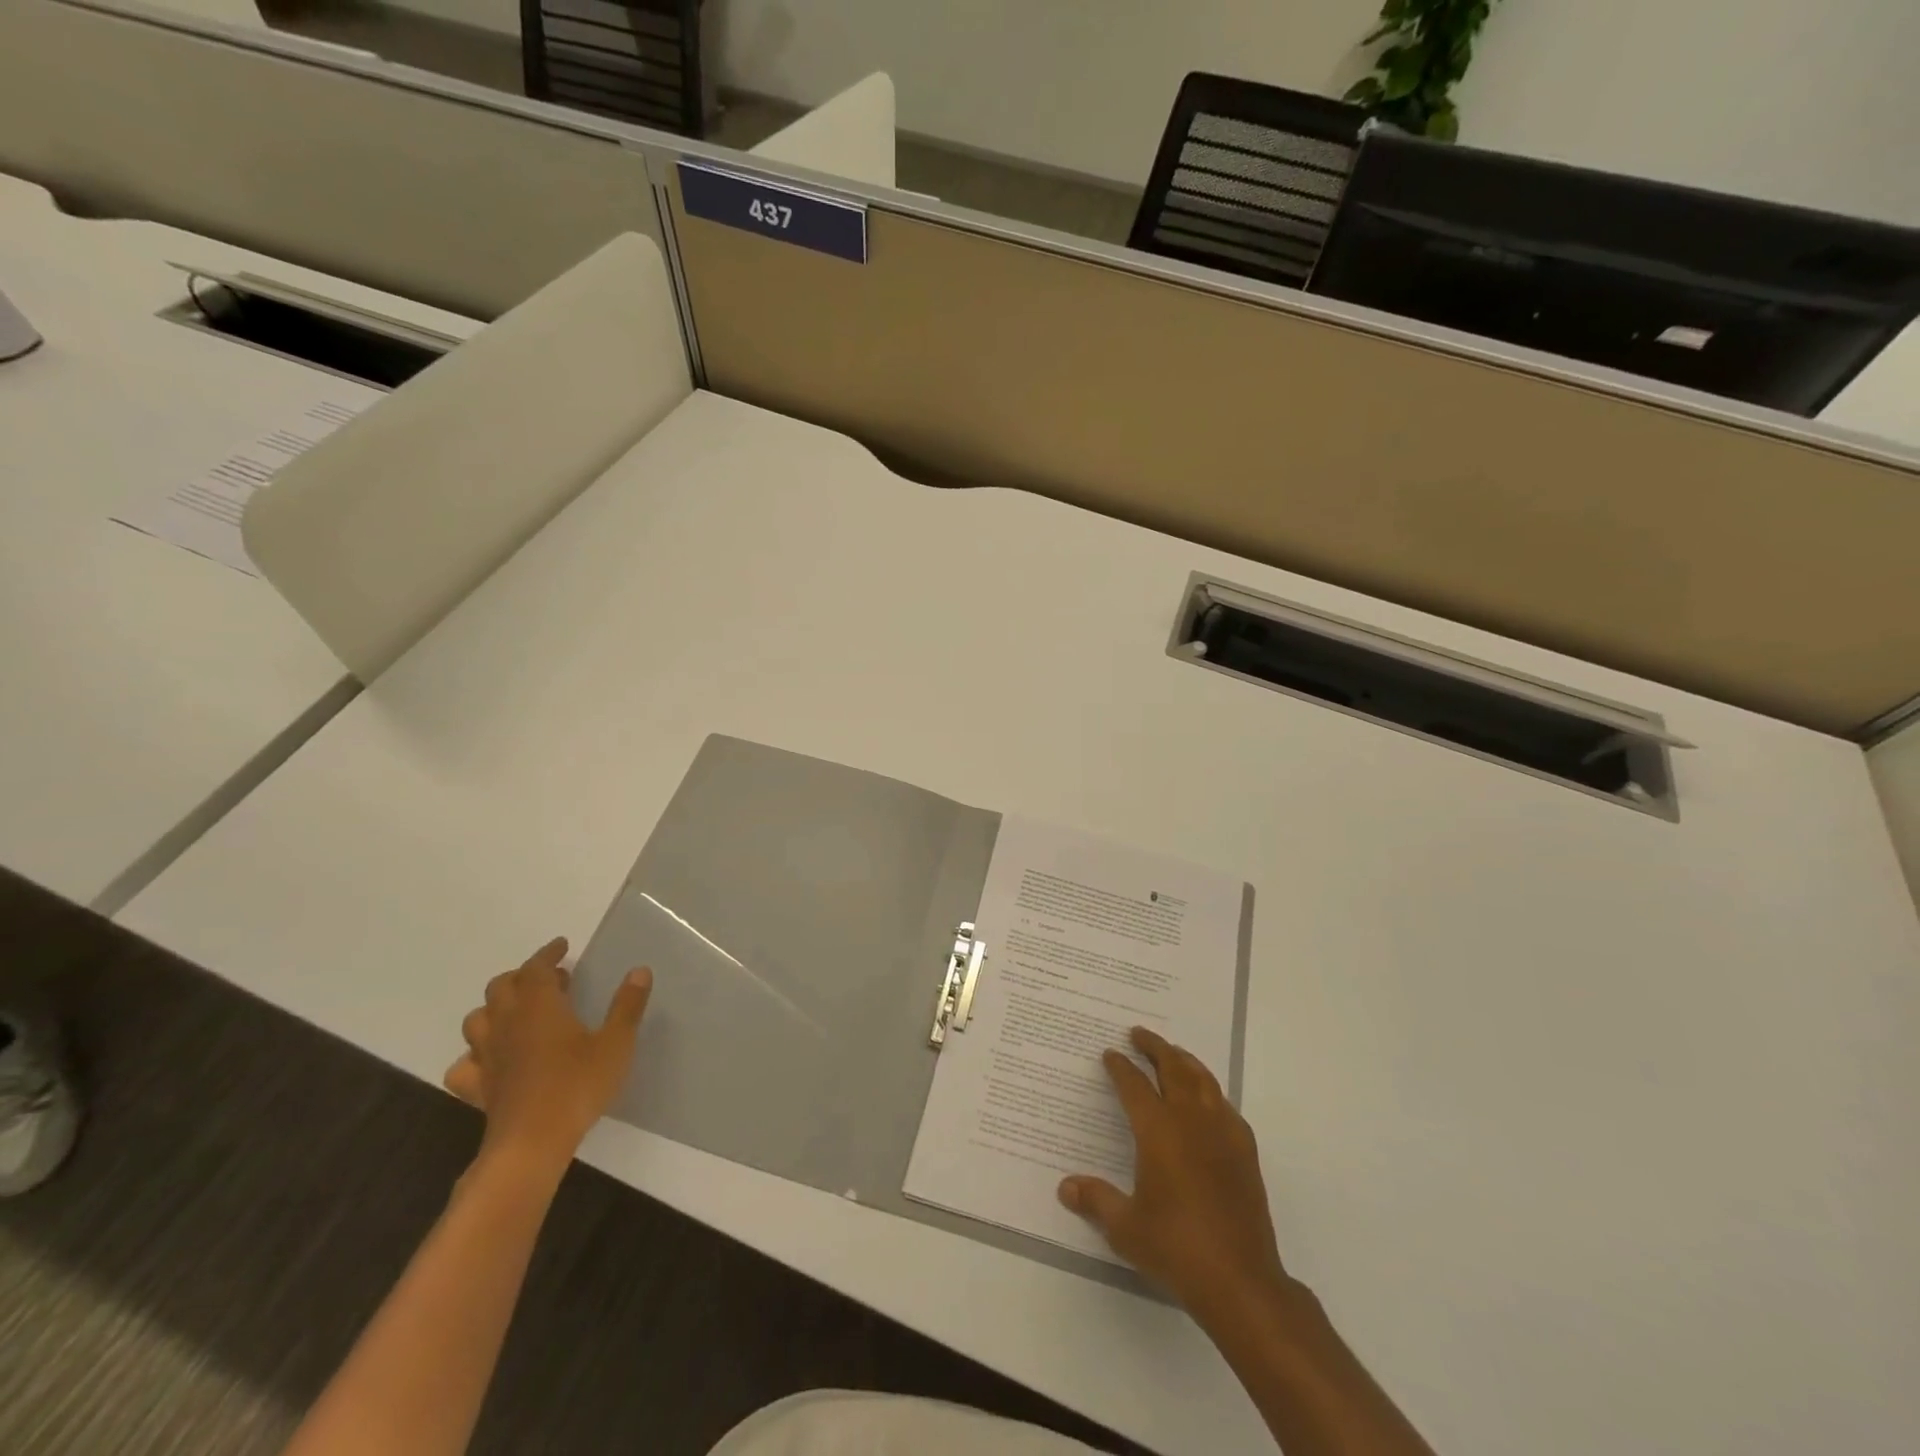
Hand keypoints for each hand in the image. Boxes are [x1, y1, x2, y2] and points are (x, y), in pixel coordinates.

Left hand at [444, 938, 651, 1173]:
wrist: (531, 1144)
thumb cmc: (578, 1085)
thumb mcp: (616, 1043)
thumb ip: (627, 1005)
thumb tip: (639, 970)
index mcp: (540, 1006)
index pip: (536, 968)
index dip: (548, 954)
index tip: (562, 946)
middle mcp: (507, 1023)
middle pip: (501, 987)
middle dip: (522, 976)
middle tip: (550, 980)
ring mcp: (487, 1057)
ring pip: (477, 1020)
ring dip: (496, 1009)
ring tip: (520, 1013)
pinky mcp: (479, 1087)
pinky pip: (465, 1064)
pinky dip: (475, 1055)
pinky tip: (493, 1060)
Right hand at [1058, 1026, 1288, 1325]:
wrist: (1240, 1280)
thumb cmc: (1175, 1247)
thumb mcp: (1125, 1227)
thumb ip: (1096, 1200)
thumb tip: (1065, 1187)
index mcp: (1159, 1130)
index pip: (1134, 1085)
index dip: (1120, 1067)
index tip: (1110, 1054)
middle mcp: (1191, 1120)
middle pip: (1173, 1068)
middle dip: (1155, 1047)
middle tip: (1139, 1033)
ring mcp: (1223, 1133)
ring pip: (1203, 1079)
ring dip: (1184, 1060)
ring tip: (1172, 1053)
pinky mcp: (1245, 1151)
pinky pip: (1224, 1105)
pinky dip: (1210, 1091)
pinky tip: (1207, 1101)